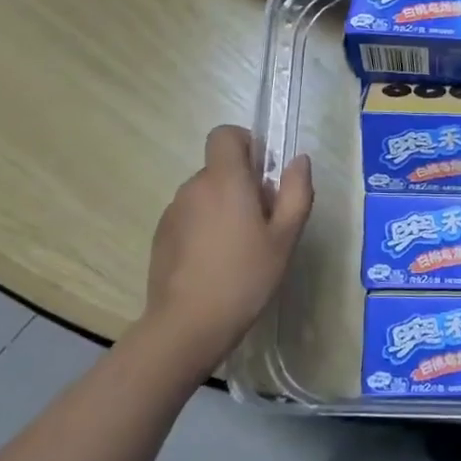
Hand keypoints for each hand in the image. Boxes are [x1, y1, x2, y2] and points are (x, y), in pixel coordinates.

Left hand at [145, 125, 312, 366]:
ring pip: (206, 194)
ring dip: (224, 207)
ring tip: (240, 248)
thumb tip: (298, 160)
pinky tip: (216, 263)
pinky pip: (190, 216)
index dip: (246, 144)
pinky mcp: (161, 236)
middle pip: (220, 168)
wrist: (187, 325)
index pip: (225, 134)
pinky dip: (205, 227)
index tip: (264, 173)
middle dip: (243, 184)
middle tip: (263, 223)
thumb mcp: (285, 237)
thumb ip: (296, 192)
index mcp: (225, 180)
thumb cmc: (245, 276)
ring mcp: (173, 212)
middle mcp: (194, 187)